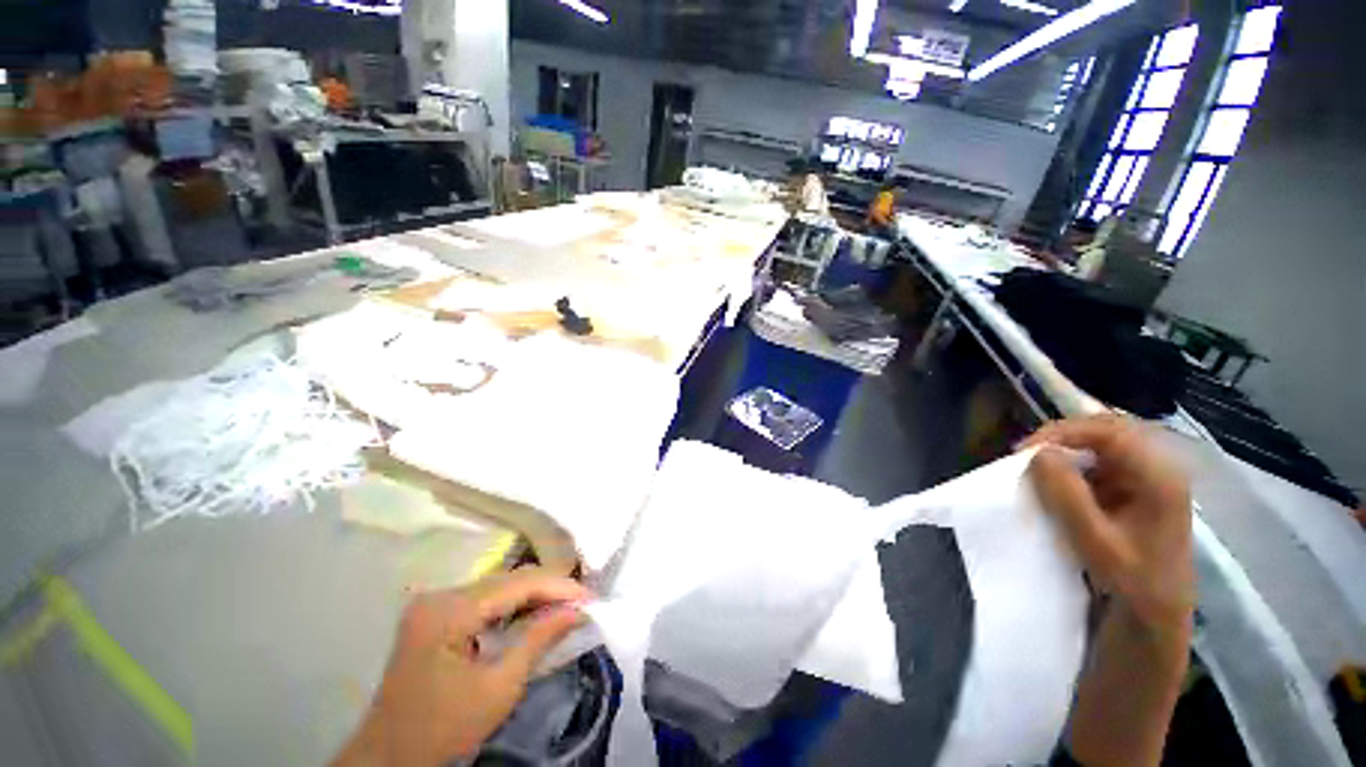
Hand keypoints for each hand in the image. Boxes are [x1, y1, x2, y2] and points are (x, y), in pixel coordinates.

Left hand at [333, 568, 589, 766]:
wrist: (389, 759)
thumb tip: (577, 610)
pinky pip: (483, 599)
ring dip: (532, 595)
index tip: (590, 597)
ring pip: (497, 586)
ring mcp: (434, 603)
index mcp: (449, 611)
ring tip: (564, 605)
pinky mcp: (434, 614)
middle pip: (507, 580)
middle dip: (548, 589)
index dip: (558, 586)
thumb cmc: (443, 730)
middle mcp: (439, 595)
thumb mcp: (499, 689)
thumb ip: (538, 639)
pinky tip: (532, 613)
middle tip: (581, 602)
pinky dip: (512, 605)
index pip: (516, 584)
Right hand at [1024, 415, 1194, 636]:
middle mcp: (1159, 467)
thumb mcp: (1095, 540)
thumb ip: (1067, 495)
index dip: (1064, 432)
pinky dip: (1075, 462)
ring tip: (1038, 463)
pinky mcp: (1137, 486)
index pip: (1109, 432)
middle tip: (1029, 452)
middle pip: (1108, 429)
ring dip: (1068, 447)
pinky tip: (1059, 477)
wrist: (1156, 613)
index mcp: (1159, 477)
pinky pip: (1102, 459)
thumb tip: (1038, 453)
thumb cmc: (1131, 579)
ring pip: (1104, 442)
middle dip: (1064, 435)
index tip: (1026, 450)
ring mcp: (1150, 476)